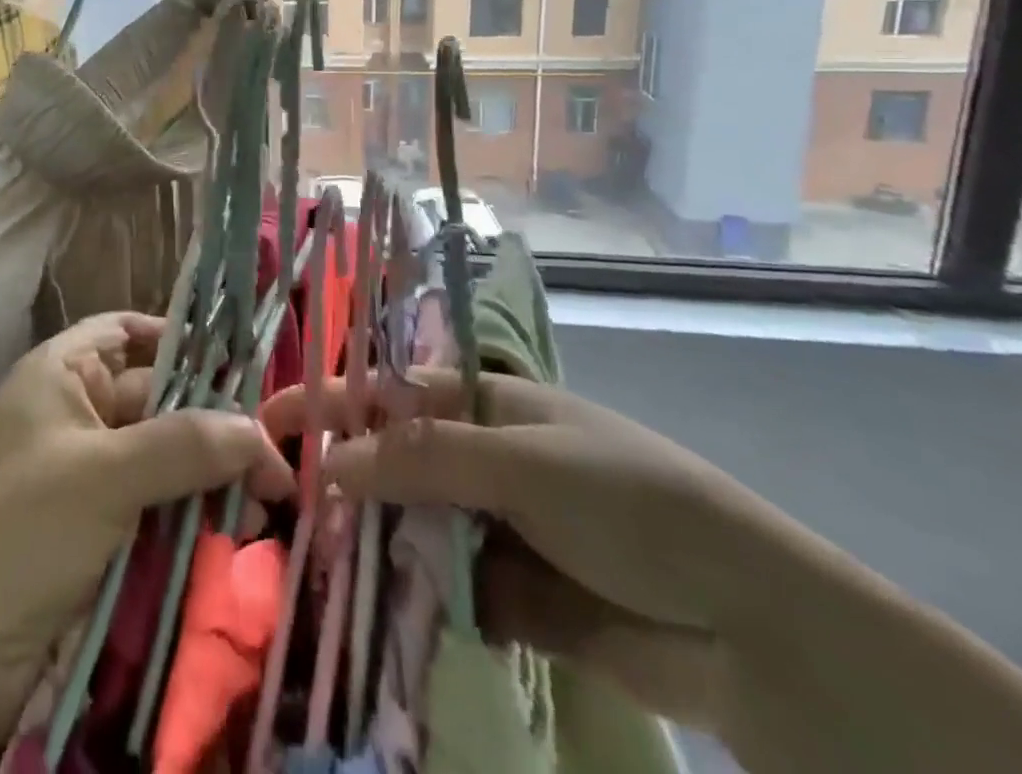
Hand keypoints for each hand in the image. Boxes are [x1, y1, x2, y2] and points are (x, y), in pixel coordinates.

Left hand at [0, 313, 292, 768]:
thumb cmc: (16, 533)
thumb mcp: (104, 476)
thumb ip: (187, 444)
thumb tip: (261, 432)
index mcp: (60, 375)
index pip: (126, 331)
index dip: (178, 339)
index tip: (238, 364)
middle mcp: (71, 417)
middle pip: (155, 401)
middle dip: (212, 425)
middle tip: (278, 460)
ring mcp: (79, 481)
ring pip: (160, 463)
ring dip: (207, 481)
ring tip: (270, 503)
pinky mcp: (89, 540)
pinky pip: (150, 514)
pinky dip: (186, 522)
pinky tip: (232, 539)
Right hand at [263, 370, 809, 733]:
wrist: (751, 627)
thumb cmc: (628, 502)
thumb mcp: (521, 463)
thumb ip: (423, 459)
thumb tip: (330, 459)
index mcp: (486, 406)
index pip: (391, 393)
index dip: (333, 403)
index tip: (270, 422)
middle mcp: (484, 459)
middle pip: (395, 463)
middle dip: (344, 482)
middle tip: (279, 510)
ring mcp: (496, 529)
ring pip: (413, 529)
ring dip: (372, 547)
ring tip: (311, 569)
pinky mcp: (511, 598)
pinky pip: (445, 591)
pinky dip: (414, 602)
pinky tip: (374, 618)